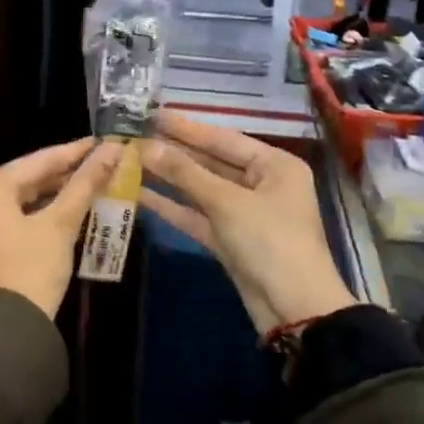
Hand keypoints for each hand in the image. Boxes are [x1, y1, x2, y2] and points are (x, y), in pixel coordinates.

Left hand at [0, 138, 119, 317]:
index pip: (38, 161)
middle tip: (103, 161)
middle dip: (66, 172)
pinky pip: (16, 216)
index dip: (75, 152)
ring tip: (93, 182)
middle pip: (28, 178)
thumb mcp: (61, 224)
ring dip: (56, 192)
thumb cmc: (32, 268)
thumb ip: (85, 183)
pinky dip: (42, 212)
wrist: (9, 330)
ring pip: (23, 198)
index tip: (105, 141)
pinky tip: (70, 208)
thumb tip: (113, 150)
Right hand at [141, 113, 354, 336]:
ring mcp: (245, 214)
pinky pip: (198, 216)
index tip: (153, 114)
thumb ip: (185, 173)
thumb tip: (146, 146)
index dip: (187, 128)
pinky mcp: (230, 240)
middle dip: (174, 152)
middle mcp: (262, 184)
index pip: (224, 139)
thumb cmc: (269, 241)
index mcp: (275, 166)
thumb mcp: (227, 202)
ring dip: (169, 178)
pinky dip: (173, 206)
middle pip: (211, 162)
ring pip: (201, 190)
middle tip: (135, 136)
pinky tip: (140, 194)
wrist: (293, 309)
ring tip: (131, 161)